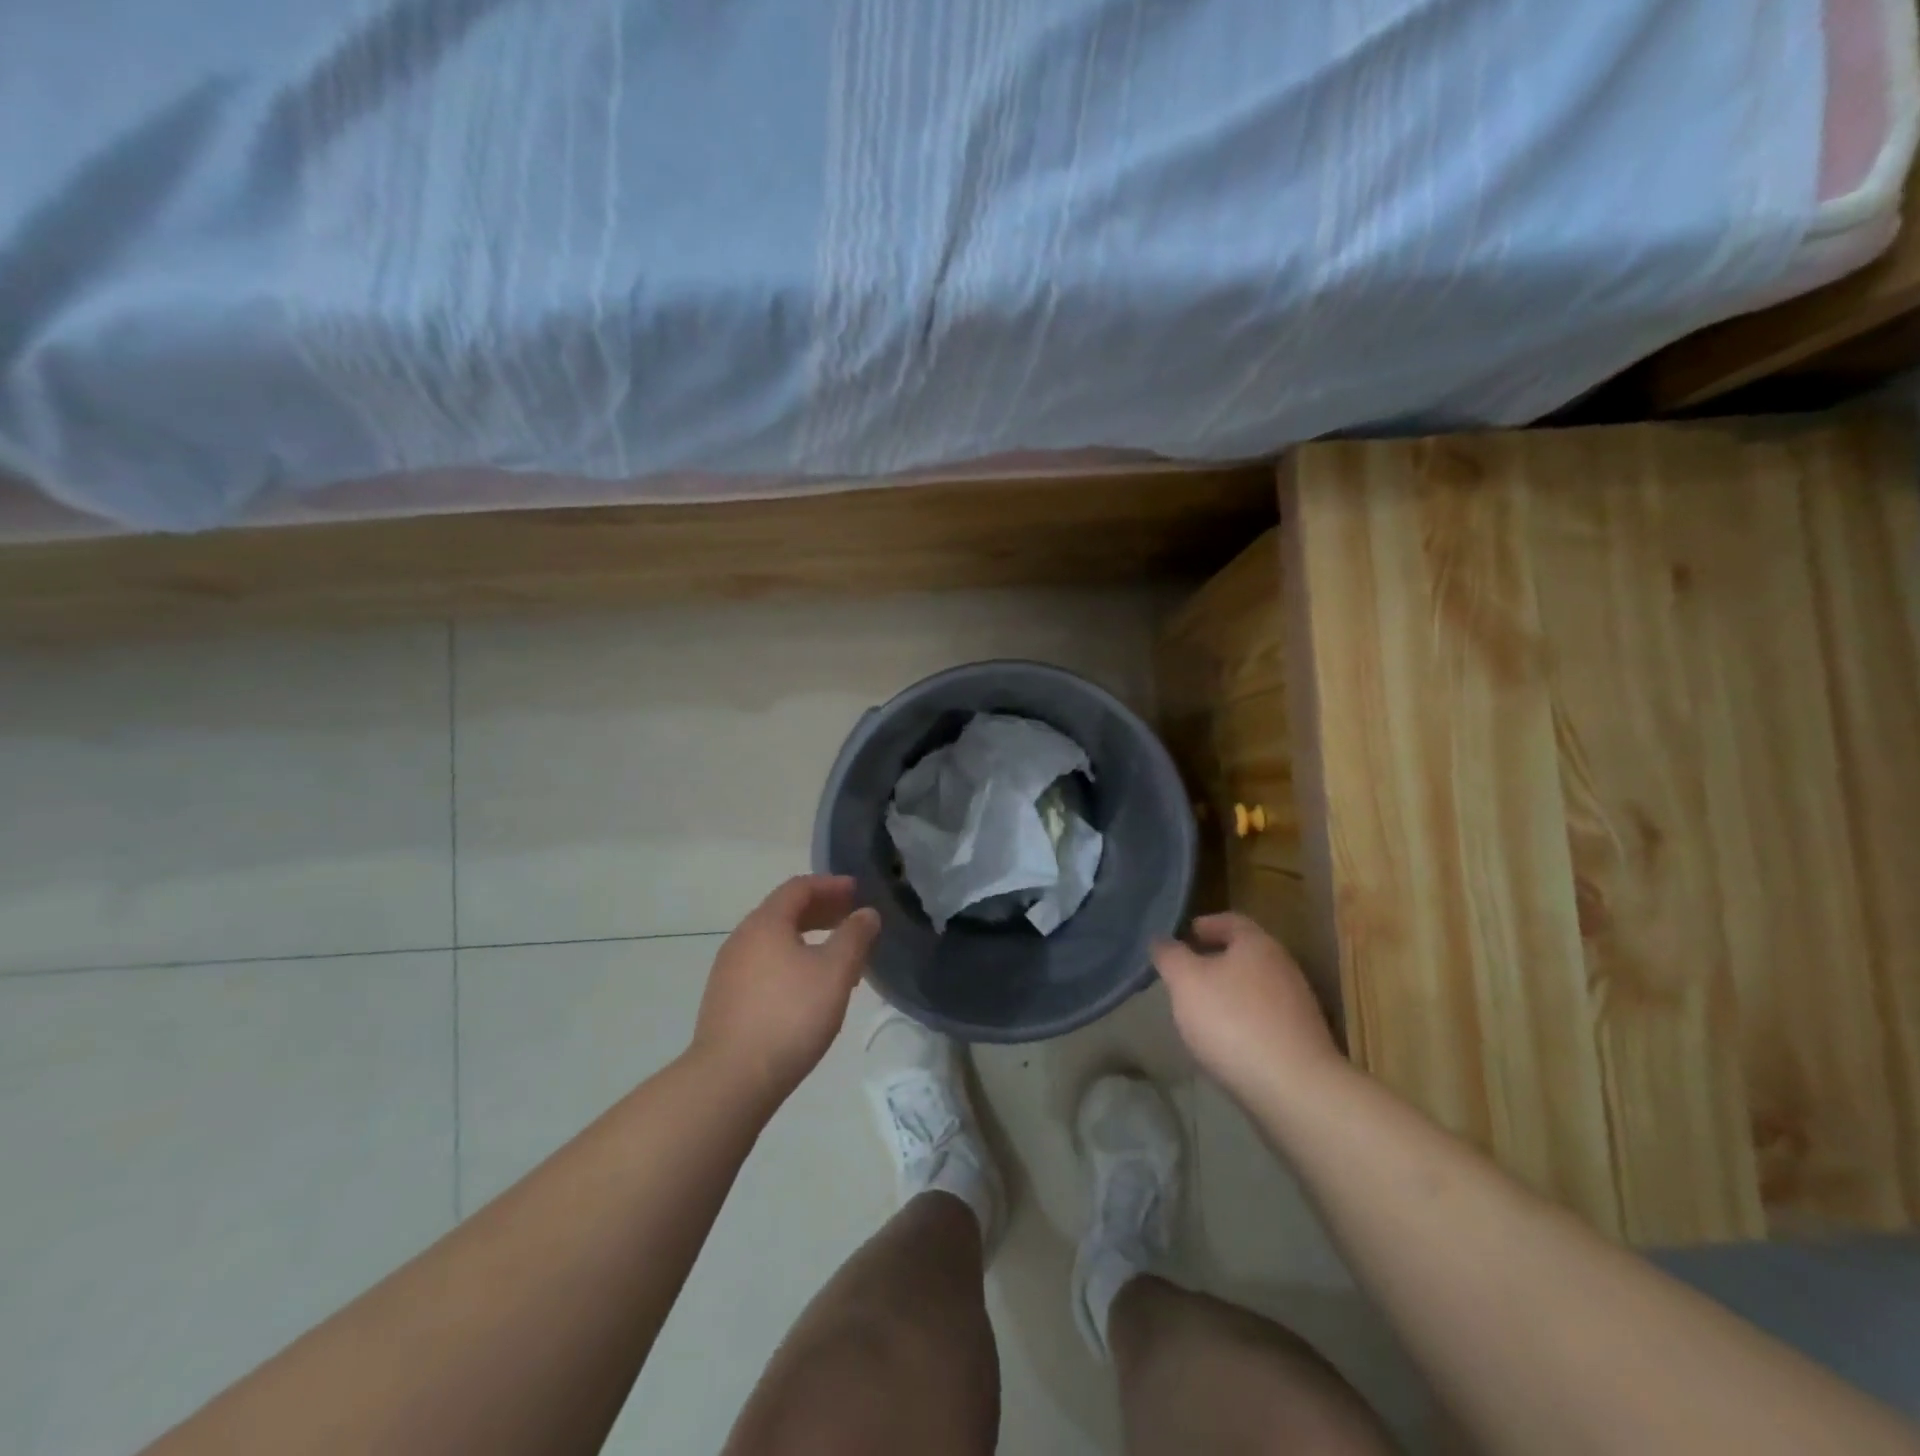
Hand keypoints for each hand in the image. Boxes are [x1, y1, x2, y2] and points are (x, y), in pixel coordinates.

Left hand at [692, 875, 881, 1106]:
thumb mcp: (835, 972)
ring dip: (808, 938)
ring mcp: (729, 970)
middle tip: (851, 919)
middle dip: (821, 910)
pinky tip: (810, 988)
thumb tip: (866, 913)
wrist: (731, 1079)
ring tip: (838, 957)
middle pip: (784, 911)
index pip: (799, 888)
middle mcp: (742, 938)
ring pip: (775, 941)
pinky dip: (792, 961)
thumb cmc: (789, 1016)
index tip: (857, 891)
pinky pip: (765, 964)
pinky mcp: (726, 1000)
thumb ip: (854, 937)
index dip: (831, 885)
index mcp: (766, 923)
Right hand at [1152, 913, 1343, 1106]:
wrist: (1293, 1089)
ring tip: (1200, 1009)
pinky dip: (1242, 1020)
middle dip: (1214, 960)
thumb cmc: (1232, 1021)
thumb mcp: (1185, 981)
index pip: (1230, 920)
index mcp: (1258, 944)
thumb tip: (1162, 941)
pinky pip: (1264, 1017)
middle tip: (1185, 973)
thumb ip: (1170, 956)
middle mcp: (1283, 966)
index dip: (1205, 924)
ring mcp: (1297, 1005)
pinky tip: (1225, 1040)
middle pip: (1244, 954)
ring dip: (1228, 992)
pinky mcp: (1301, 1039)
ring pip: (1254, 987)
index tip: (1183, 936)